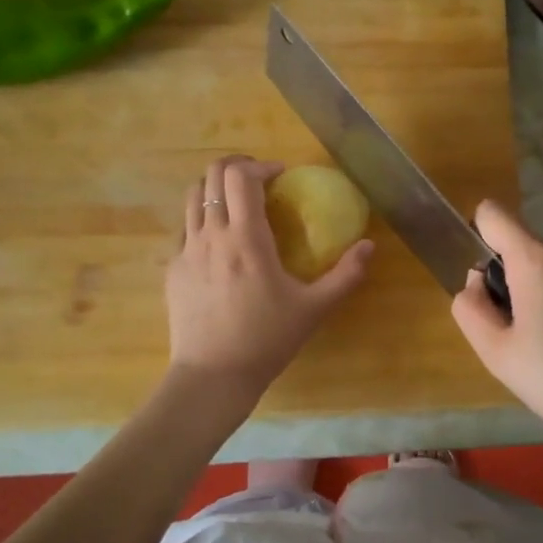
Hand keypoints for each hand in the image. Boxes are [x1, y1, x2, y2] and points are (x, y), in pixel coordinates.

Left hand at [166, 155, 373, 398]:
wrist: (212, 377)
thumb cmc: (266, 340)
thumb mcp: (314, 308)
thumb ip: (345, 275)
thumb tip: (370, 246)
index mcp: (245, 238)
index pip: (241, 176)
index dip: (261, 165)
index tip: (281, 176)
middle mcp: (211, 235)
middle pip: (211, 175)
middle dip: (236, 166)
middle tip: (260, 179)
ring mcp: (186, 251)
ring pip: (193, 196)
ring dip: (217, 189)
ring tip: (239, 203)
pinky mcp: (173, 269)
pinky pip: (185, 228)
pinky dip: (204, 218)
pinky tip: (221, 242)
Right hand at [451, 199, 542, 465]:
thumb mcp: (494, 352)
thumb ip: (470, 306)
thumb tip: (478, 282)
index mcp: (536, 259)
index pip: (494, 213)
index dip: (479, 237)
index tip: (486, 283)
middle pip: (522, 248)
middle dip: (510, 280)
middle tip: (517, 335)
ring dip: (539, 296)